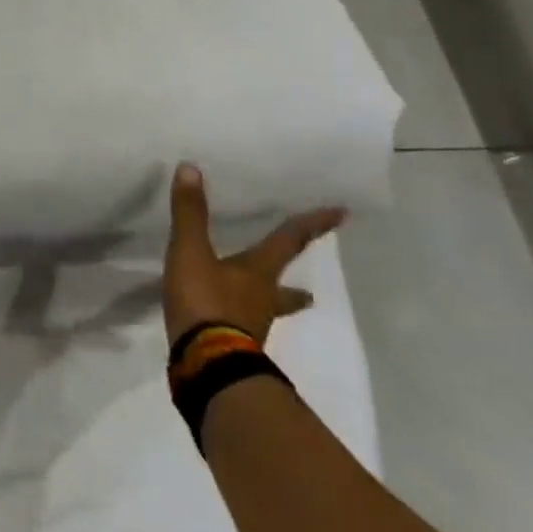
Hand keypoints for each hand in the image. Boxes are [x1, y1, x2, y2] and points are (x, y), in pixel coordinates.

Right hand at [162, 163, 346, 344]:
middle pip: (285, 289)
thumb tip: (191, 168)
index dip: (312, 225)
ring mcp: (251, 328)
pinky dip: (241, 323)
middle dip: (296, 289)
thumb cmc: (205, 302)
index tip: (342, 214)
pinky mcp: (234, 348)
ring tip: (275, 308)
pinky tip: (231, 326)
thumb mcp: (191, 252)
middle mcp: (261, 299)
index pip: (288, 242)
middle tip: (311, 294)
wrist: (207, 364)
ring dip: (272, 307)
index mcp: (257, 273)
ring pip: (267, 312)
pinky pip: (242, 330)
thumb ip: (190, 214)